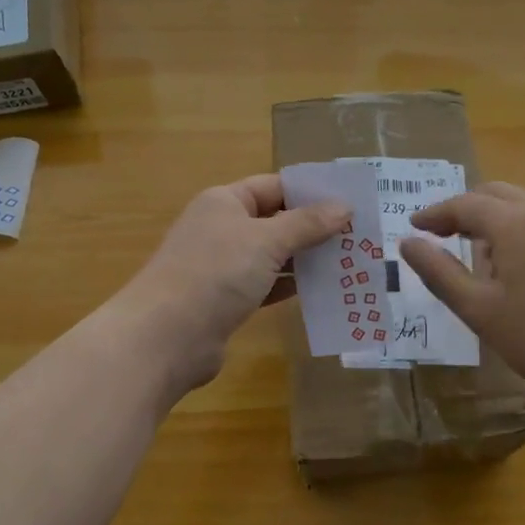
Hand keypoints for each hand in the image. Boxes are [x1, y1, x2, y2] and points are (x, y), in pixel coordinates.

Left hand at [120, 174, 350, 392]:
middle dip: (313, 228)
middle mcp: (222, 228)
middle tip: (358, 236)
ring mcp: (222, 266)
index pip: (274, 186)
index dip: (310, 192)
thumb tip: (344, 207)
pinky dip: (290, 286)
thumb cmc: (216, 273)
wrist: (165, 337)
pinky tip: (321, 291)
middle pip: (275, 221)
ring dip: (306, 259)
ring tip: (349, 263)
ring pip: (272, 255)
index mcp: (225, 202)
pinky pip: (266, 285)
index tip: (349, 202)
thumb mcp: (267, 241)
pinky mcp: (226, 301)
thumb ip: (307, 223)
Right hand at [399, 182, 524, 408]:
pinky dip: (514, 226)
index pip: (465, 204)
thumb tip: (407, 243)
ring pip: (518, 203)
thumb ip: (438, 272)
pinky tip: (510, 264)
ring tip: (473, 251)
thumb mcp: (477, 308)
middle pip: (493, 194)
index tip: (413, 227)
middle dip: (463, 209)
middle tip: (439, 234)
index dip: (435, 214)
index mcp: (514, 223)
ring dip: (490, 217)